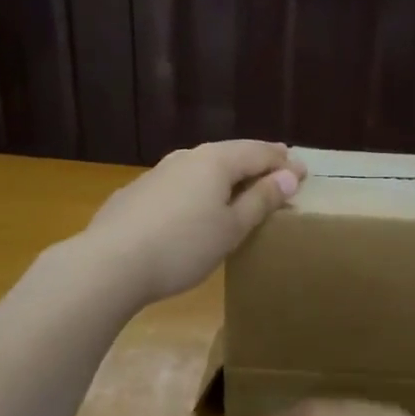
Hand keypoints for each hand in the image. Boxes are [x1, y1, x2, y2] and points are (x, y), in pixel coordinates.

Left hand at [82, 141, 305, 305]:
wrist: (111, 263)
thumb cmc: (183, 246)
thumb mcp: (231, 228)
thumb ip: (260, 200)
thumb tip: (288, 176)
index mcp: (215, 161)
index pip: (259, 152)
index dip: (284, 162)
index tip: (303, 172)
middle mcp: (186, 157)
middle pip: (229, 154)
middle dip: (256, 162)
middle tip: (278, 169)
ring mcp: (157, 174)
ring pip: (201, 168)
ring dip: (225, 175)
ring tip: (240, 187)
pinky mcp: (136, 194)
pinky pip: (179, 184)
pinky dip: (198, 190)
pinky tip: (195, 206)